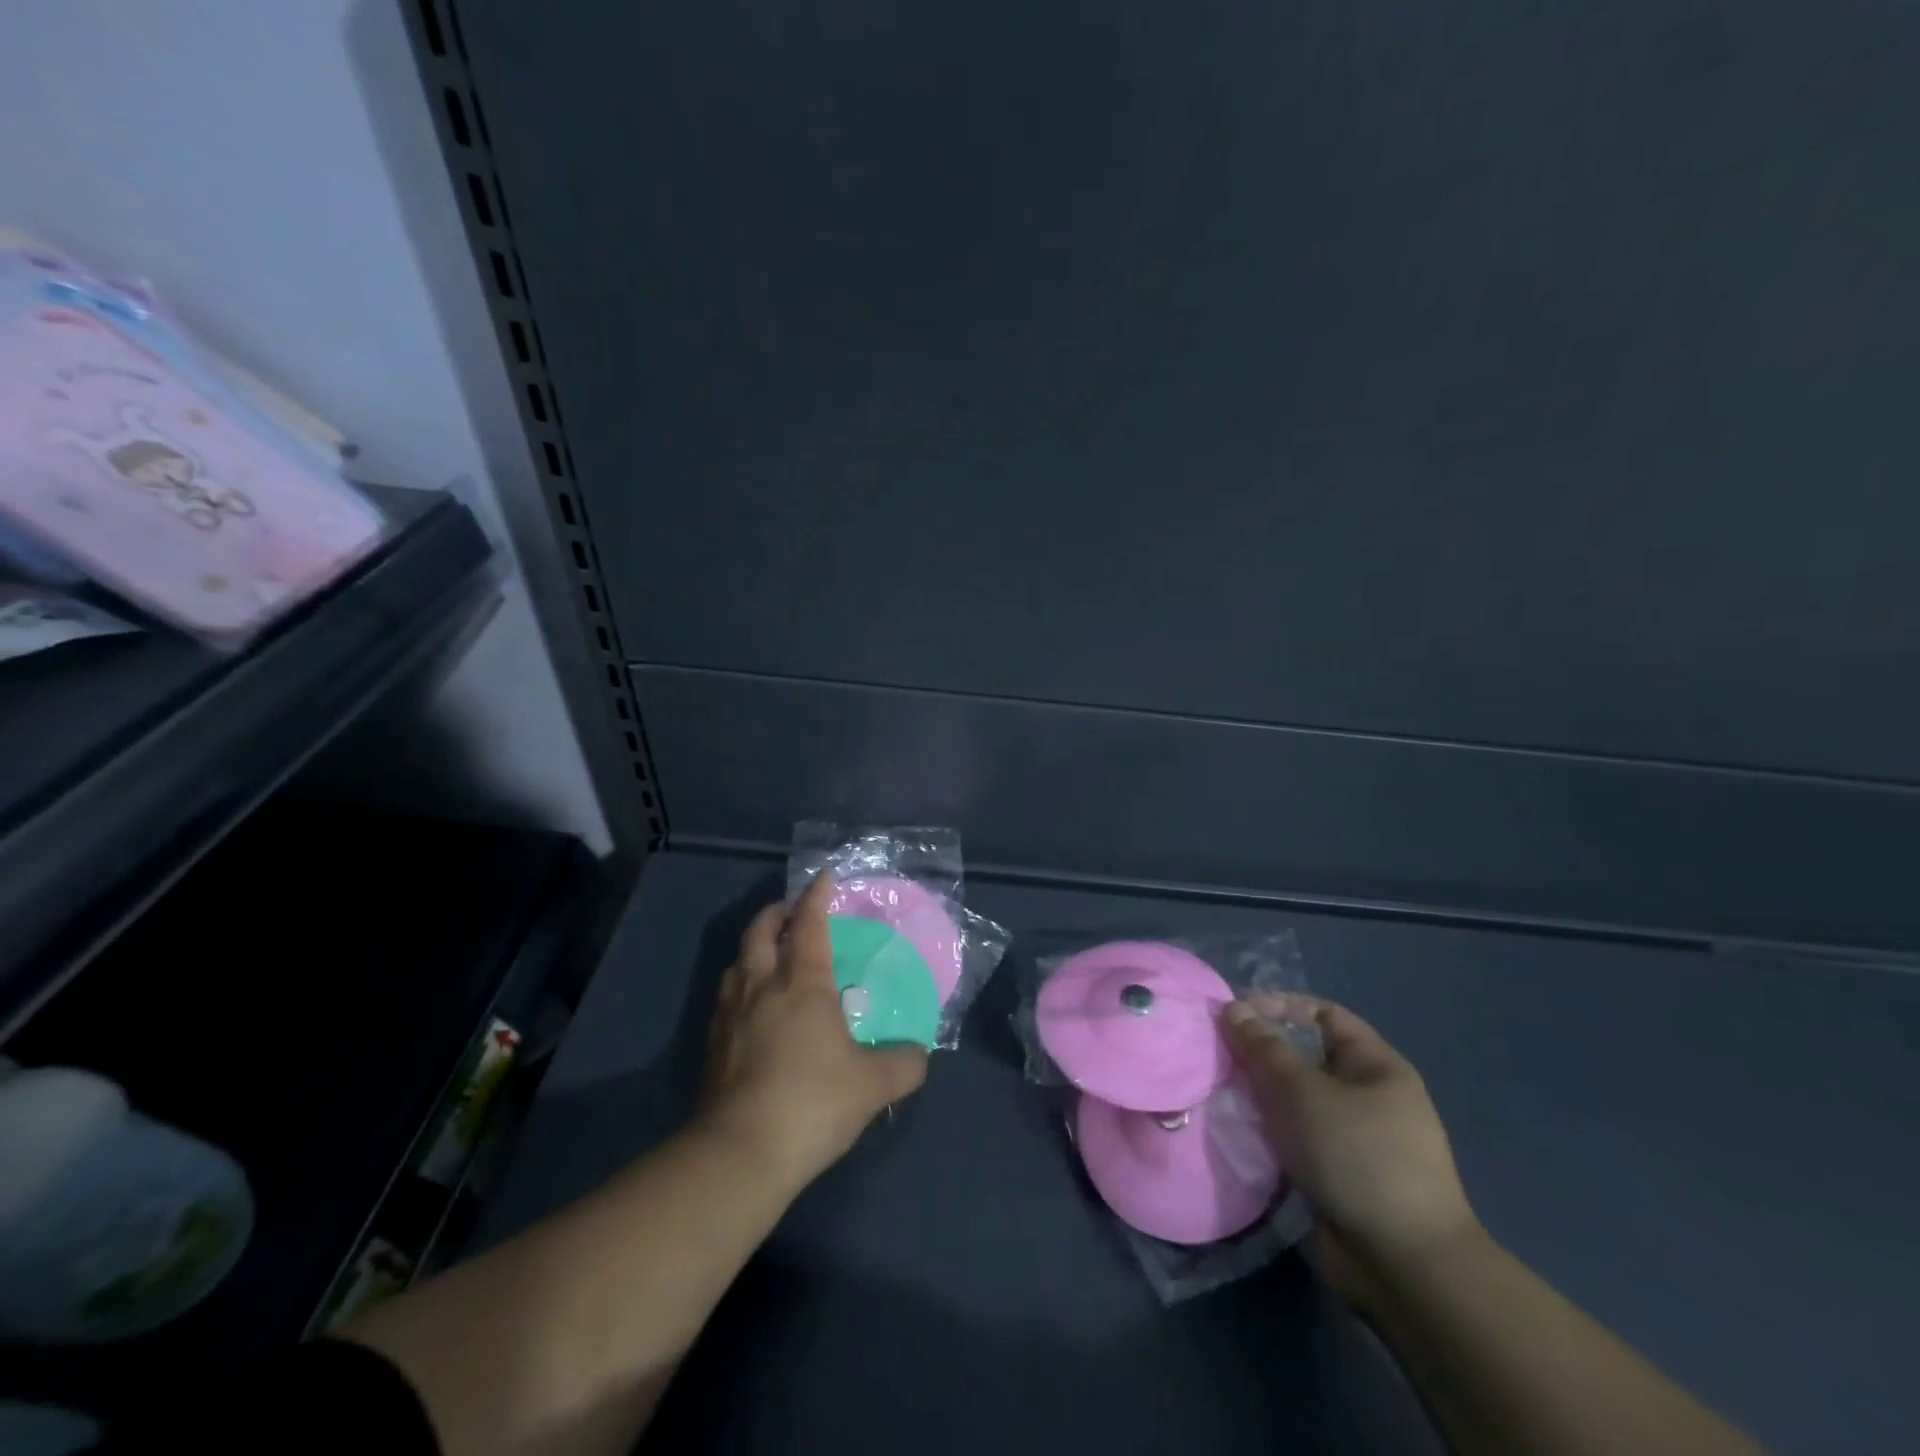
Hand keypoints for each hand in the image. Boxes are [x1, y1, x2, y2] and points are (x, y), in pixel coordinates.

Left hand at [697, 875, 927, 1190]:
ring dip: (754, 948)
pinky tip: (751, 1008)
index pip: (809, 925)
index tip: (824, 878)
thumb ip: (903, 1064)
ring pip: (736, 963)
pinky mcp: (712, 1046)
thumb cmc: (812, 1103)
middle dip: (777, 912)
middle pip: (760, 932)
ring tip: (770, 955)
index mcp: (801, 984)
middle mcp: (761, 987)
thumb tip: (919, 1054)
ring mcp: (729, 1015)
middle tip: (792, 911)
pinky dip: (740, 985)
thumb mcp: (873, 1086)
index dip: (817, 897)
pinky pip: (725, 998)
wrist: (739, 1154)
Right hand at [1221, 995, 1483, 1303]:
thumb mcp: (1302, 1091)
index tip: (1233, 1014)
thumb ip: (1263, 1047)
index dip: (1279, 1006)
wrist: (1404, 1267)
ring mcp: (1355, 1139)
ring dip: (1259, 1095)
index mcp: (1376, 1066)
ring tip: (1218, 1092)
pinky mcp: (1338, 1176)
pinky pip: (1295, 1138)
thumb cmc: (1357, 1157)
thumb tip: (1233, 1008)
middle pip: (1306, 1057)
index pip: (1322, 1014)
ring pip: (1296, 1100)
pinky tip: (1237, 1131)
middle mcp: (1369, 1096)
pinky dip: (1267, 1132)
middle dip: (1260, 1053)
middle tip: (1217, 1055)